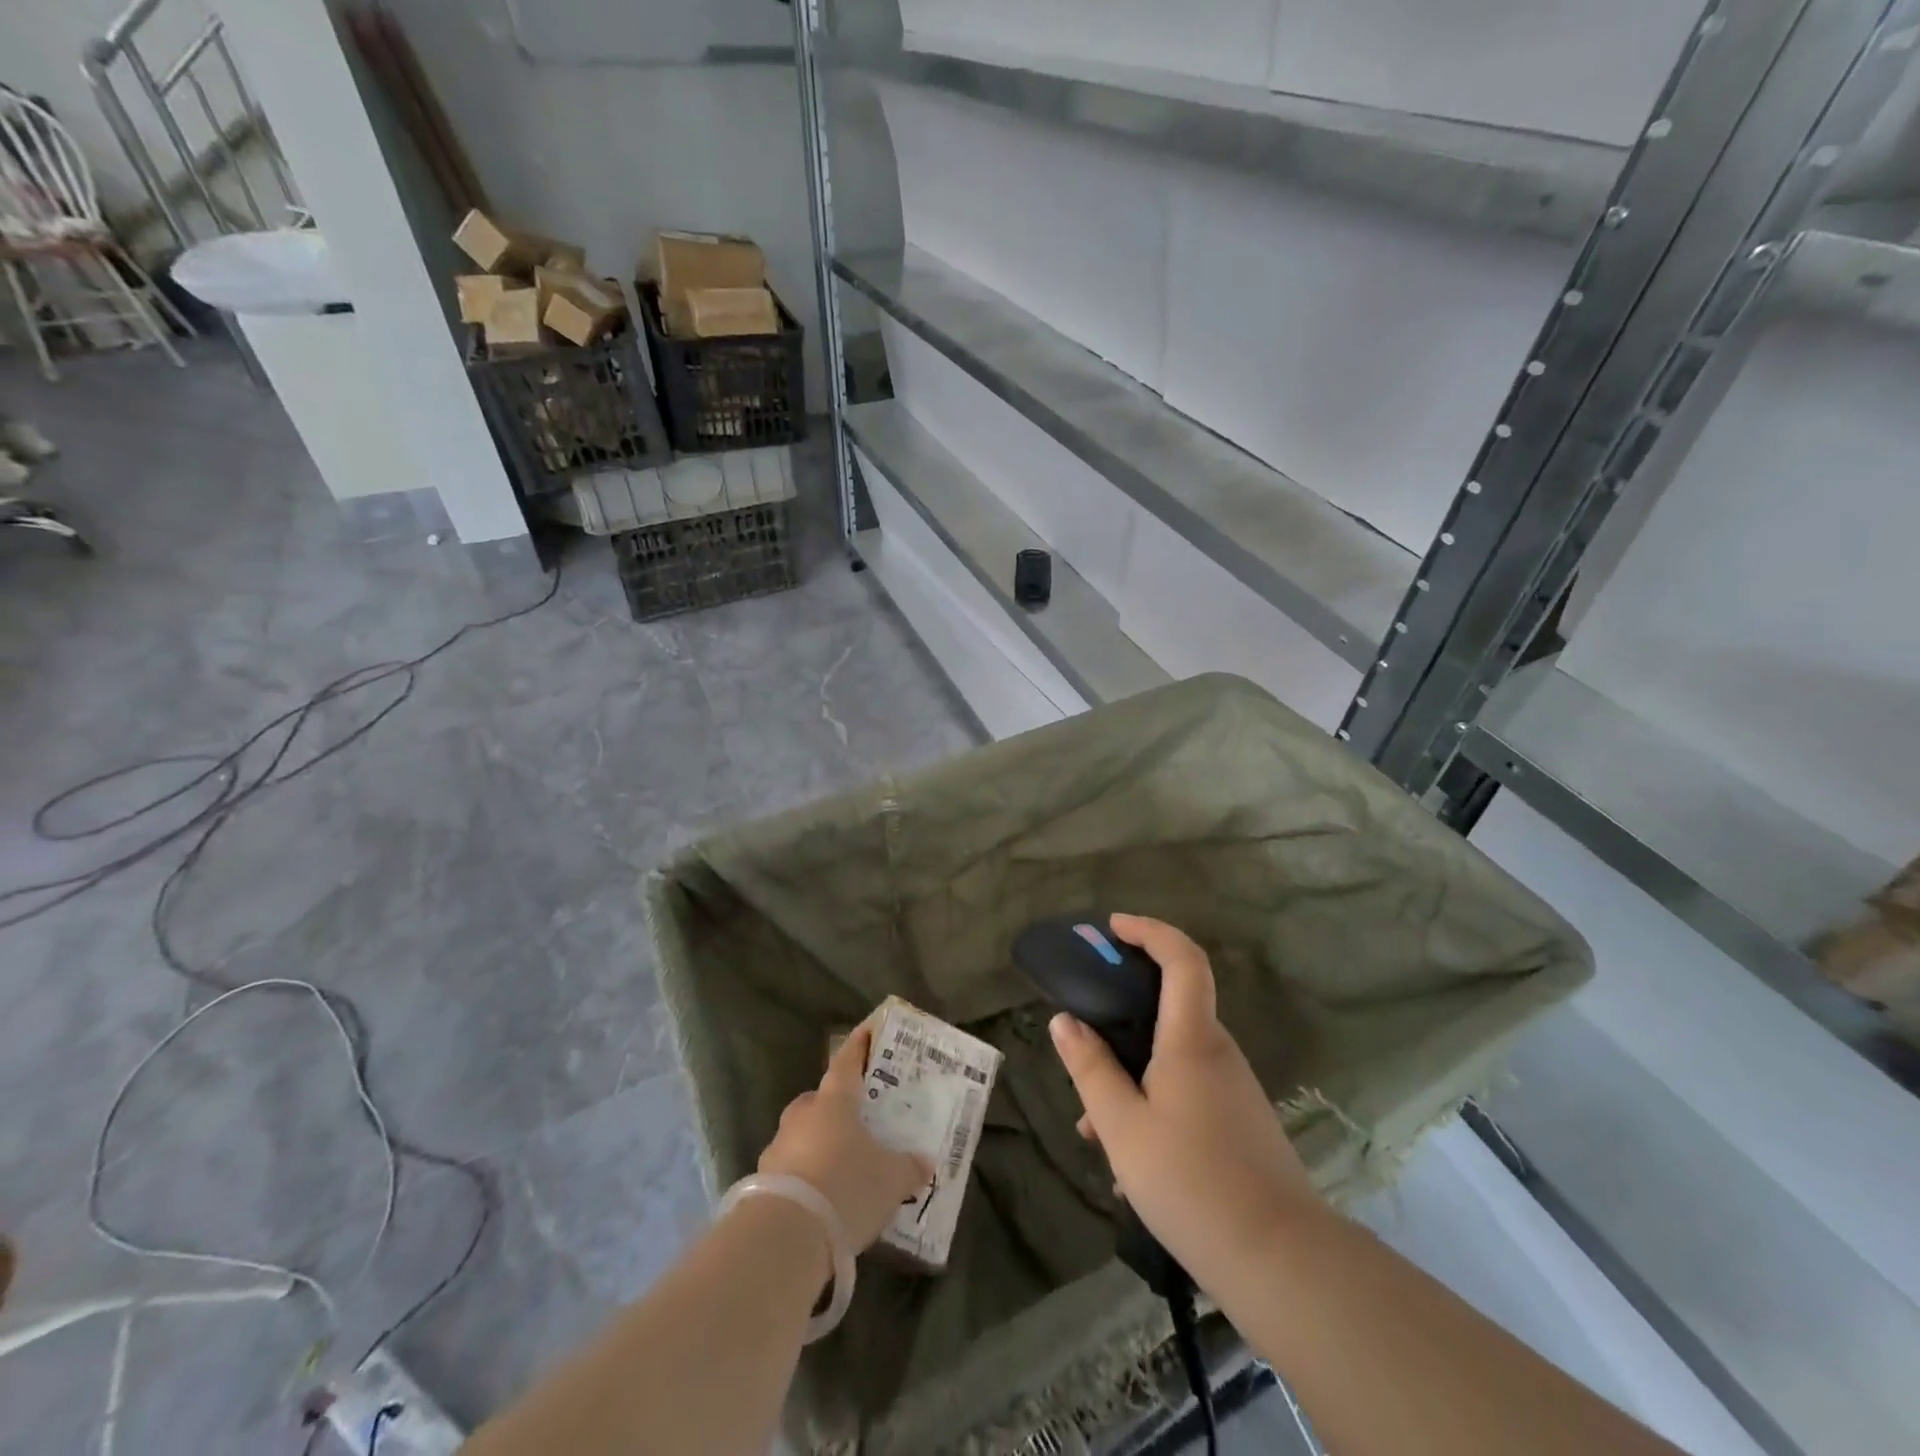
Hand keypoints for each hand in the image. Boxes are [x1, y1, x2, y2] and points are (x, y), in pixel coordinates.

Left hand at [757, 1023, 933, 1251]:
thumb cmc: (846, 1186)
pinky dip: (807, 1178)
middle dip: (837, 1107)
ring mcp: (778, 1148)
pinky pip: (792, 1170)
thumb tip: (924, 1162)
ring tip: (844, 1167)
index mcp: (834, 1101)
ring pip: (803, 1135)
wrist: (785, 1236)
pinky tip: (824, 1200)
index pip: (848, 1061)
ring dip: (820, 1145)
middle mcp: (803, 1116)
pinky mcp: (763, 1183)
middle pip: (820, 1101)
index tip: (867, 1030)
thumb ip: (908, 1167)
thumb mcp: (891, 1179)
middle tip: (859, 1119)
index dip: (859, 1045)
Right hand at [1049, 914, 1324, 1288]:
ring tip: (1093, 1124)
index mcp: (1191, 1039)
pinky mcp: (1240, 1120)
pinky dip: (1152, 1099)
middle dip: (1123, 1011)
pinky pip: (1188, 1089)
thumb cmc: (1191, 1182)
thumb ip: (1091, 1068)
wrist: (1282, 1261)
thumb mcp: (1122, 1127)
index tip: (1113, 928)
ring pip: (1173, 1056)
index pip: (1182, 959)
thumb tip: (1064, 1020)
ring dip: (1131, 1071)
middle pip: (1172, 1005)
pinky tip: (1128, 1159)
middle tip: (1083, 1032)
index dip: (1149, 930)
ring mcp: (1234, 1087)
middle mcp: (1218, 1052)